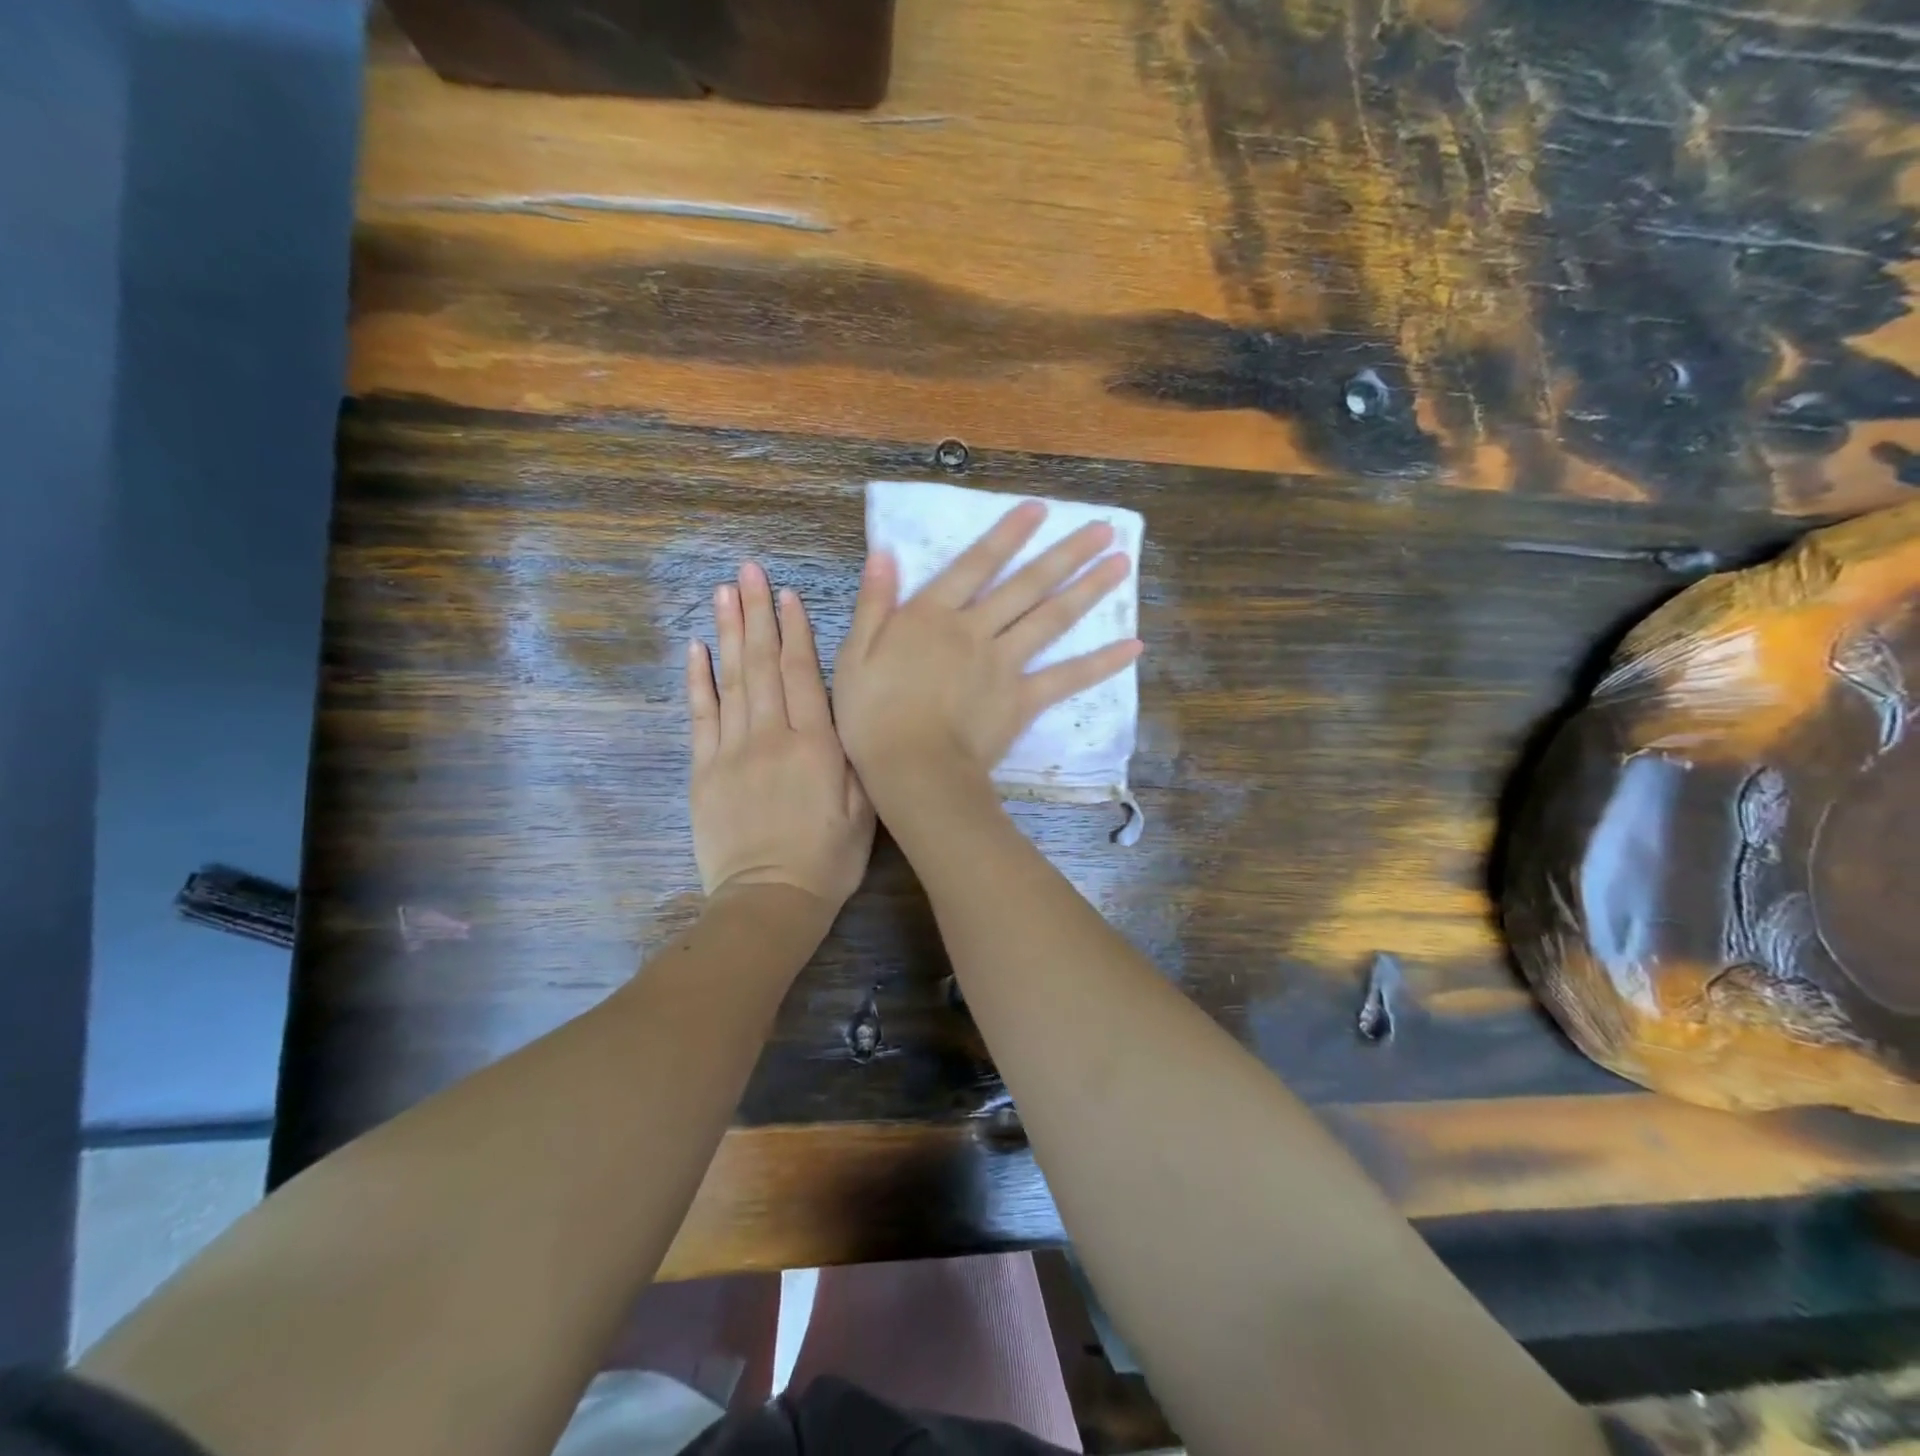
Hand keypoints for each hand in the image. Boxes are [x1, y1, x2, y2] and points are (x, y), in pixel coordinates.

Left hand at [687, 562, 875, 912]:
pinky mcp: (704, 771)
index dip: (795, 630)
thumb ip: (853, 755)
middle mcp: (770, 737)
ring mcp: (731, 752)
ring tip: (723, 592)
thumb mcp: (864, 809)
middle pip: (762, 664)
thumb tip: (846, 707)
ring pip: (730, 680)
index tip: (787, 594)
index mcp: (815, 745)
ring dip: (728, 633)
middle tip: (748, 571)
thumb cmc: (828, 858)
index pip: (802, 674)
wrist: (770, 901)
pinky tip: (696, 647)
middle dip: (757, 614)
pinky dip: (697, 680)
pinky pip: (700, 716)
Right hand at [833, 499, 1140, 798]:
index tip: (1038, 509)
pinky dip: (1100, 663)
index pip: (975, 564)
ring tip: (1121, 565)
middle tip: (1103, 530)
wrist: (912, 769)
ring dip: (1088, 590)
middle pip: (1026, 585)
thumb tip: (886, 553)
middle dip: (1065, 554)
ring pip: (1051, 619)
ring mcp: (1004, 664)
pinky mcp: (1023, 700)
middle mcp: (976, 630)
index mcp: (933, 616)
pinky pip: (1067, 678)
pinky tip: (1133, 647)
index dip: (1007, 535)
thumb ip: (874, 603)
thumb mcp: (855, 654)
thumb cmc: (872, 715)